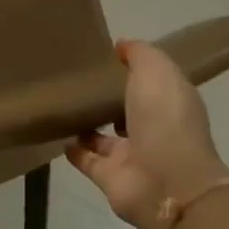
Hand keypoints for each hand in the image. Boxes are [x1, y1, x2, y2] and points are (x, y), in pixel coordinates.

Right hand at [66, 40, 228, 228]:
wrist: (166, 182)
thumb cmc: (165, 119)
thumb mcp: (156, 71)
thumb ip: (140, 54)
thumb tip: (122, 46)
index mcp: (171, 102)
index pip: (152, 82)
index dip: (134, 69)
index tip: (107, 56)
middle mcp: (154, 128)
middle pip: (129, 110)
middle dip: (110, 98)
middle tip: (79, 80)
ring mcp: (132, 156)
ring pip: (106, 138)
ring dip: (89, 126)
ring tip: (64, 107)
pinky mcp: (110, 177)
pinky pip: (88, 161)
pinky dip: (75, 151)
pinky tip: (58, 136)